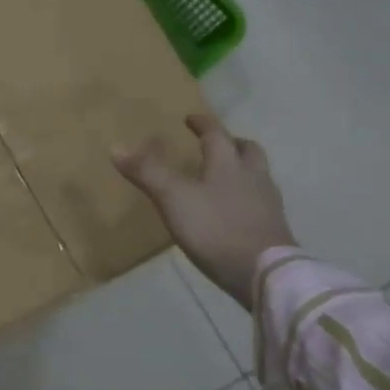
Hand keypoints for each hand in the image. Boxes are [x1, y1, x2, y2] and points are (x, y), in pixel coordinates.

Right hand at [112, 113, 295, 310]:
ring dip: (243, 169)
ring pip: (258, 175)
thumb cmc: (214, 228)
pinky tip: (234, 210)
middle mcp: (253, 177)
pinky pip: (261, 201)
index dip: (203, 124)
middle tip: (218, 143)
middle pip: (248, 151)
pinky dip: (247, 197)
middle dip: (232, 143)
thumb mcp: (173, 198)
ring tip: (225, 177)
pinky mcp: (273, 228)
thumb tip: (116, 147)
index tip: (191, 118)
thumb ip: (147, 172)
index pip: (216, 135)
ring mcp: (268, 203)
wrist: (262, 271)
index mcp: (228, 164)